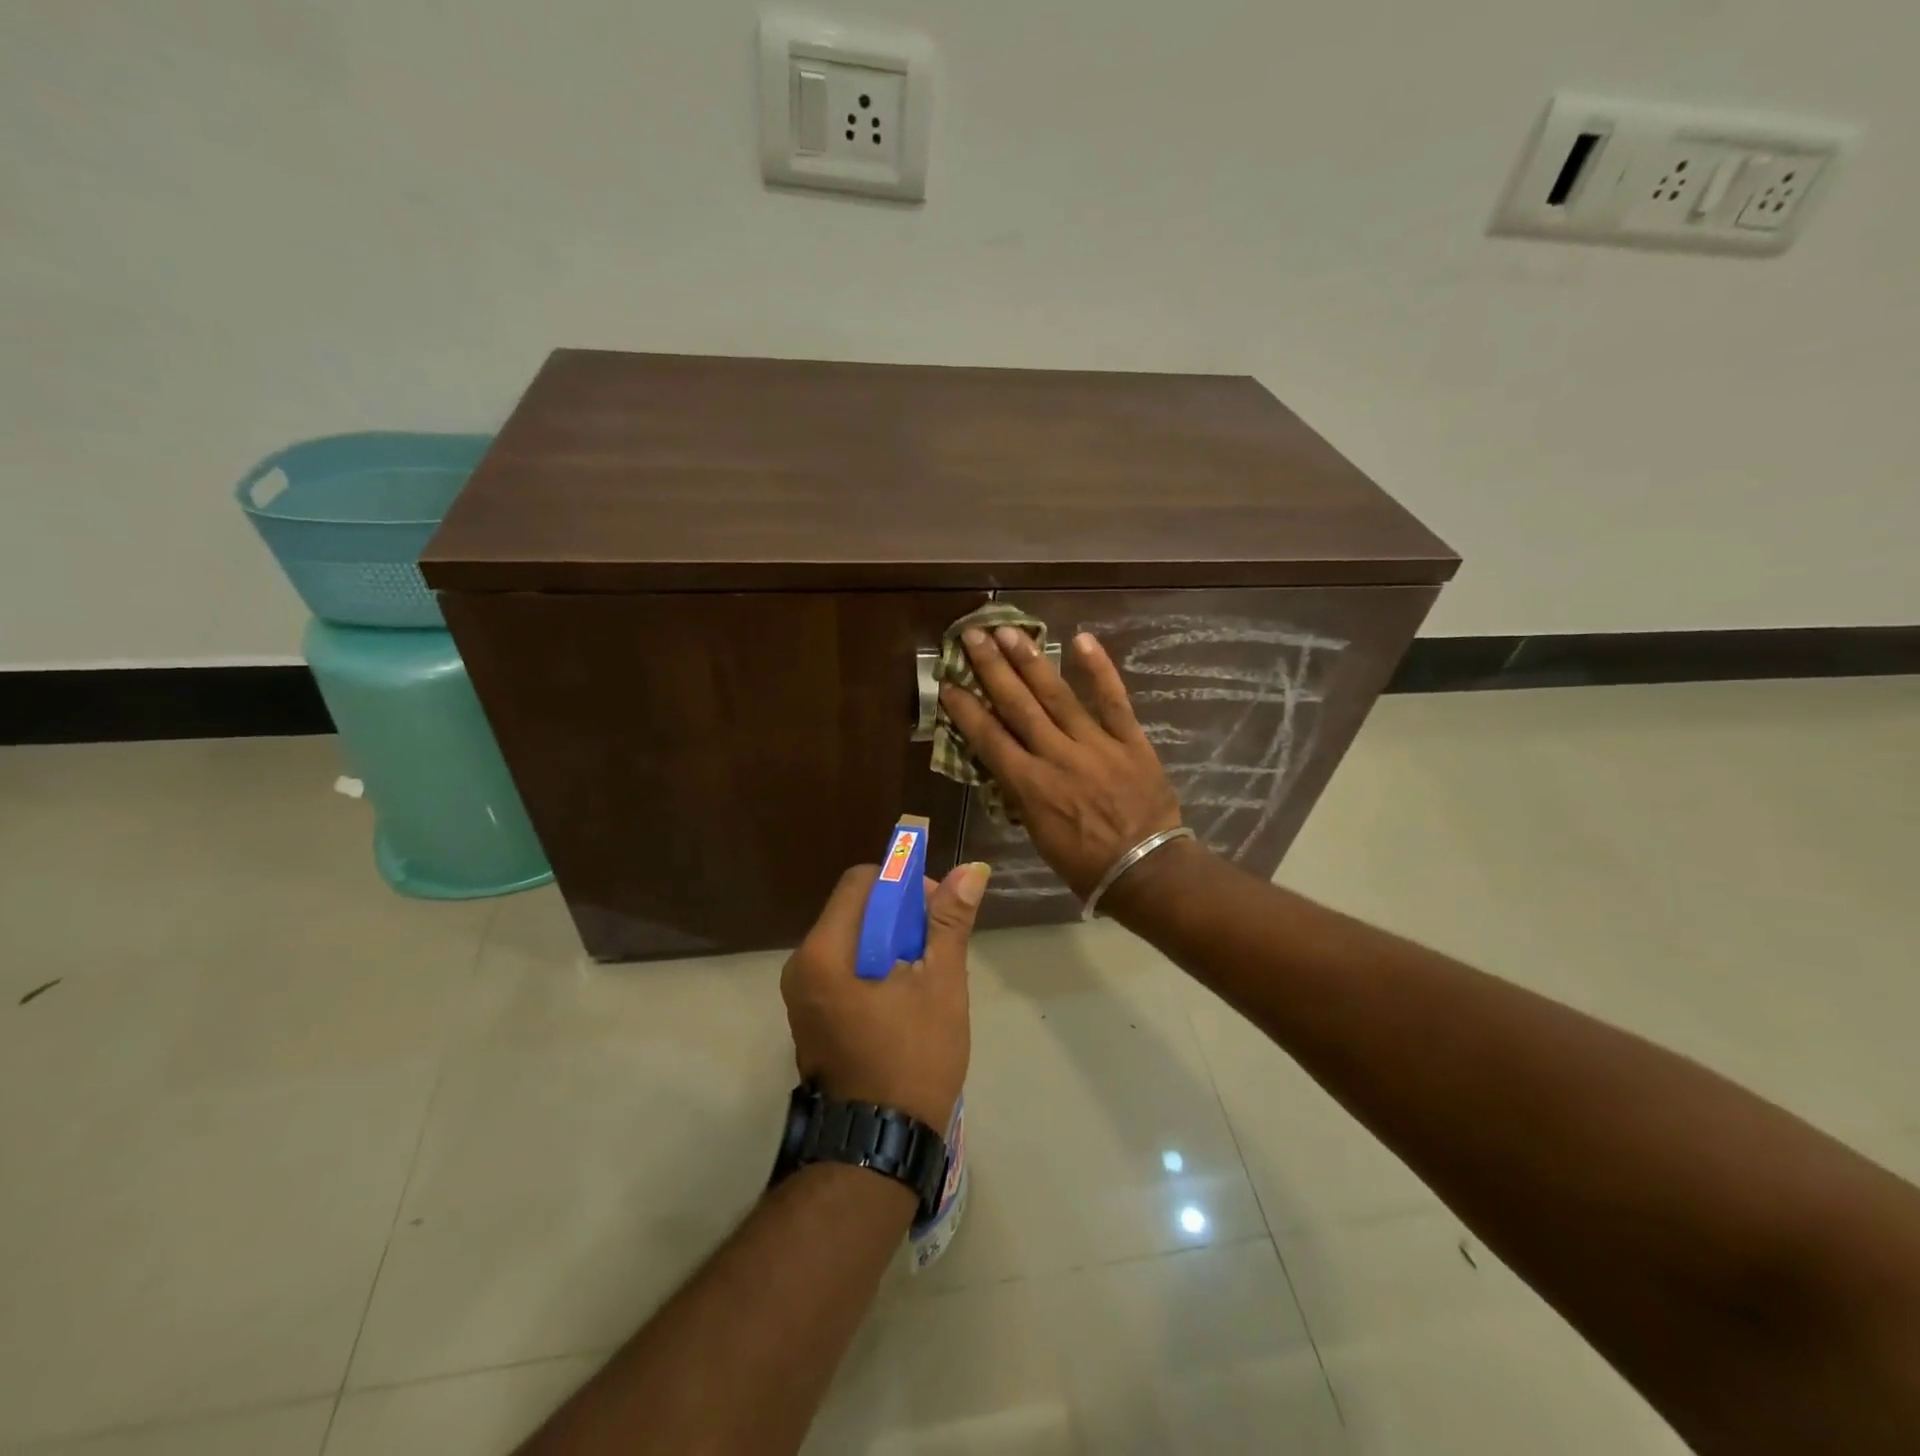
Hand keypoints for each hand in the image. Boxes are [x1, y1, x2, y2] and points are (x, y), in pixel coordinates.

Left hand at [780, 860, 988, 1129]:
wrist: (880, 1145)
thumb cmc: (913, 1059)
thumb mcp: (940, 984)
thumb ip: (949, 922)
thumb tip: (971, 869)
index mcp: (824, 952)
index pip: (861, 882)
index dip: (902, 883)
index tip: (935, 910)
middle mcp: (801, 965)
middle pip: (854, 910)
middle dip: (899, 915)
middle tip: (936, 946)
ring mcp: (801, 994)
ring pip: (851, 939)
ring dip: (890, 941)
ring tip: (925, 973)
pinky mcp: (810, 1016)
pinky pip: (843, 968)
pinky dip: (875, 966)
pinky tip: (904, 994)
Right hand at [939, 627, 1183, 898]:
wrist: (1147, 870)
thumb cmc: (1085, 863)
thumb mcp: (1038, 835)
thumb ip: (1021, 794)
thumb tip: (1005, 763)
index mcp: (1030, 786)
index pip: (989, 738)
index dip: (966, 709)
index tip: (949, 683)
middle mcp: (1057, 757)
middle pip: (1018, 705)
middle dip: (992, 668)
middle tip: (973, 635)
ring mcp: (1095, 744)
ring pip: (1057, 695)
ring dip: (1031, 661)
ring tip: (1010, 631)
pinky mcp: (1129, 740)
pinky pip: (1113, 700)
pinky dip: (1099, 669)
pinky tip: (1081, 639)